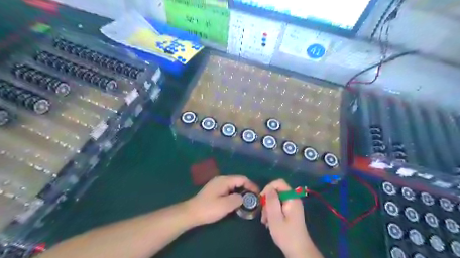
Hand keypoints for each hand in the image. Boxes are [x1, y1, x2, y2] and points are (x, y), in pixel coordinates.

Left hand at [187, 175, 257, 226]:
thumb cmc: (208, 208)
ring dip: (241, 192)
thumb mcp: (225, 205)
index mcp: (224, 180)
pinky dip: (235, 194)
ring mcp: (217, 185)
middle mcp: (221, 180)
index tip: (258, 194)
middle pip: (238, 181)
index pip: (242, 179)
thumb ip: (237, 199)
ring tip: (247, 202)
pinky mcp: (215, 191)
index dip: (251, 185)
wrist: (191, 212)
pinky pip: (229, 190)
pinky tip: (236, 202)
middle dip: (247, 189)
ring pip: (234, 186)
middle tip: (254, 199)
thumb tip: (243, 197)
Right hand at [260, 179, 318, 257]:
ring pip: (276, 199)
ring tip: (265, 220)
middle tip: (263, 214)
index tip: (262, 199)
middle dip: (267, 201)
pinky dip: (272, 212)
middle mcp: (293, 199)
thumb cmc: (286, 234)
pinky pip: (278, 206)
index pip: (279, 183)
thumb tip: (269, 188)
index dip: (268, 188)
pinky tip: (269, 222)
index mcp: (292, 198)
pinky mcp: (290, 211)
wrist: (298, 250)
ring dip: (268, 208)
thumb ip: (272, 200)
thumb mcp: (275, 217)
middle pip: (276, 191)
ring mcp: (292, 205)